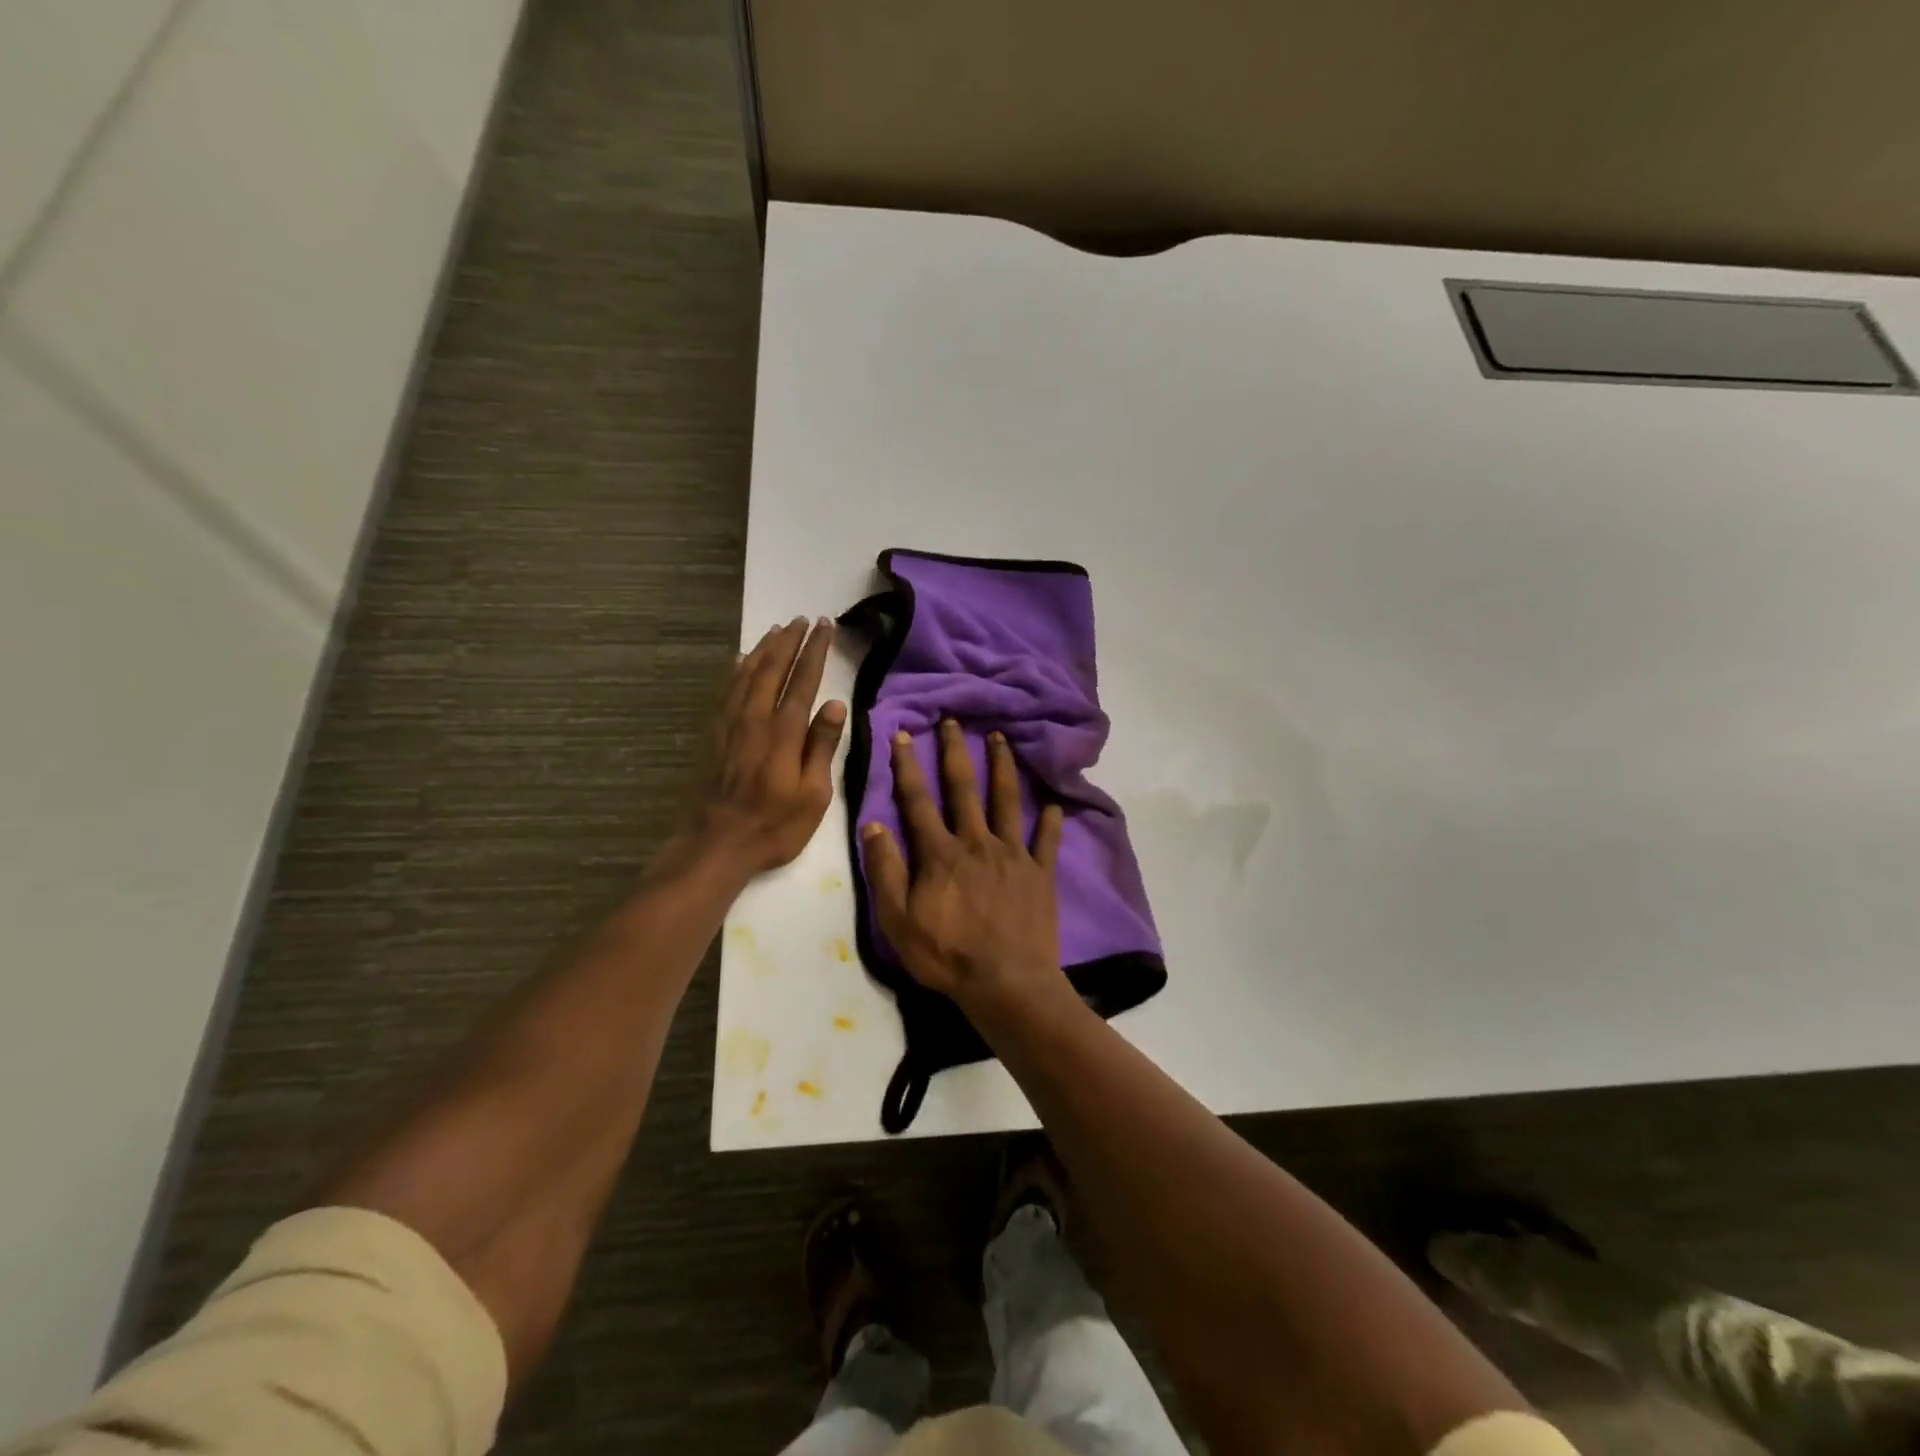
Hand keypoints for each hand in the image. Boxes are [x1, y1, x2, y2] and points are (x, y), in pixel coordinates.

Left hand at [688, 616, 844, 875]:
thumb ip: (821, 747)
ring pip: (747, 673)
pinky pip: (725, 690)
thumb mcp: (812, 795)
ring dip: (763, 649)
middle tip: (803, 619)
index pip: (803, 680)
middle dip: (790, 641)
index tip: (824, 627)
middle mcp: (755, 718)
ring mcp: (729, 724)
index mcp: (783, 733)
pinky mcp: (713, 734)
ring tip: (777, 629)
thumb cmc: (773, 826)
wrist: (714, 843)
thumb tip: (834, 705)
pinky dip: (736, 669)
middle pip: (773, 669)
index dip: (814, 651)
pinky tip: (741, 660)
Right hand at [861, 719, 1066, 1015]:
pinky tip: (1054, 804)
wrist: (1006, 983)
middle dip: (956, 751)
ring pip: (1006, 800)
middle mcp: (976, 842)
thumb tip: (873, 825)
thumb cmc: (947, 955)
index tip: (902, 735)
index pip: (918, 800)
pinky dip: (1050, 821)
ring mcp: (1012, 855)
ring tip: (1001, 738)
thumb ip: (885, 871)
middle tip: (954, 720)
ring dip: (1002, 767)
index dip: (907, 766)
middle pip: (964, 788)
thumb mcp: (898, 920)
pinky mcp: (1040, 873)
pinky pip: (1046, 841)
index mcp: (940, 853)